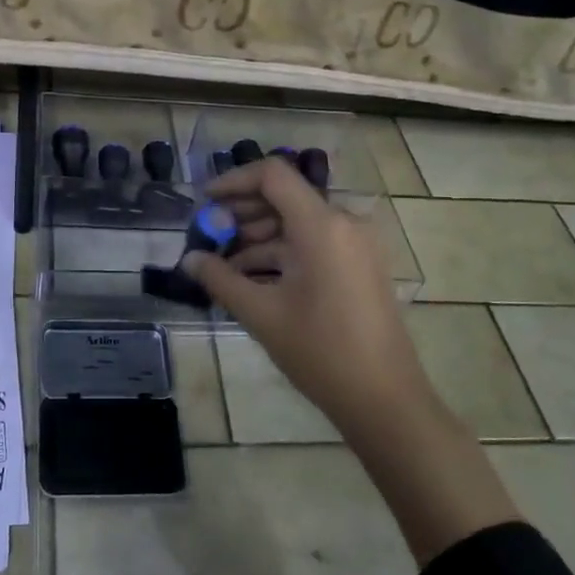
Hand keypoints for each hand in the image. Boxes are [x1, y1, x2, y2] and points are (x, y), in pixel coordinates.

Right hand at [183, 157, 519, 561]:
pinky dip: (283, 253)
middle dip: (242, 212)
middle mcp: (343, 223)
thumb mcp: (261, 314)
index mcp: (321, 225)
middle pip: (285, 197)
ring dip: (260, 236)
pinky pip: (315, 243)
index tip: (204, 201)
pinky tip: (255, 278)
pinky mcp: (360, 265)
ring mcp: (356, 245)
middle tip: (208, 234)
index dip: (234, 180)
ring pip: (298, 223)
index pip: (273, 175)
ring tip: (225, 263)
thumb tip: (189, 260)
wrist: (385, 399)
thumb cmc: (320, 352)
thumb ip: (221, 279)